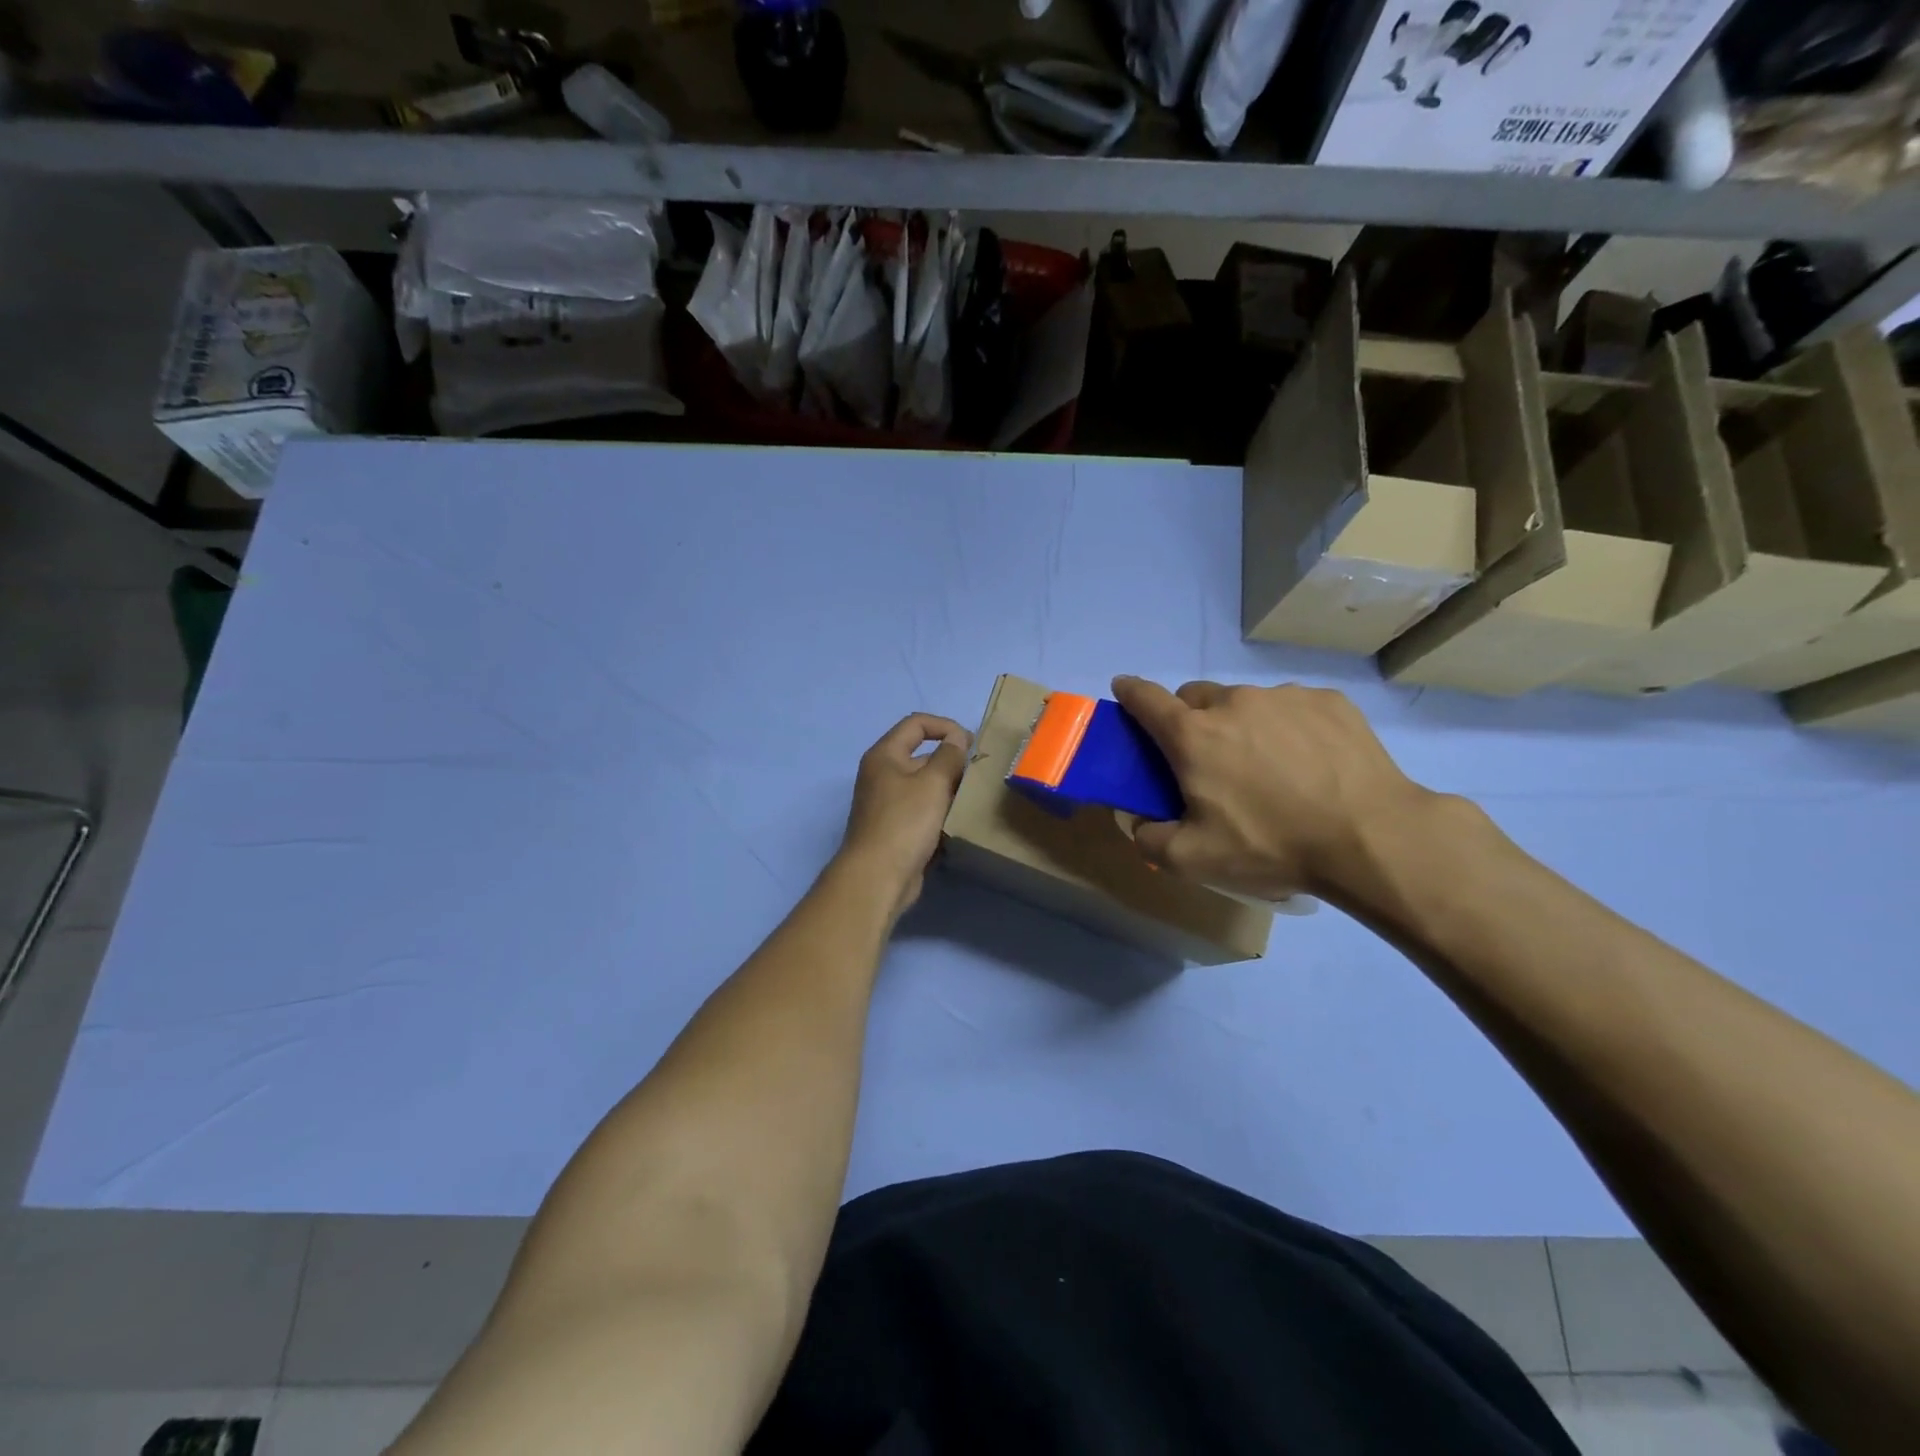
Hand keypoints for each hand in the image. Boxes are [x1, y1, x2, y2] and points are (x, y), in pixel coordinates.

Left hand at [837, 713, 971, 917]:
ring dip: (949, 789)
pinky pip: (923, 811)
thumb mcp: (933, 782)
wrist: (878, 877)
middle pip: (922, 755)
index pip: (917, 724)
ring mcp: (888, 803)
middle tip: (979, 775)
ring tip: (975, 798)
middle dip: (951, 762)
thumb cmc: (904, 822)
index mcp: (885, 755)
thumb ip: (949, 756)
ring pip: (925, 786)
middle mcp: (882, 774)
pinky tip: (960, 821)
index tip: (971, 744)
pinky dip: (941, 812)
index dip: (946, 726)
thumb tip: (957, 739)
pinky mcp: (896, 828)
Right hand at [1110, 676, 1432, 901]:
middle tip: (1209, 760)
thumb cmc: (1271, 845)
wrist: (1370, 837)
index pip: (1145, 698)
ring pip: (1246, 702)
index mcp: (1193, 735)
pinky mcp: (1328, 701)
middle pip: (1196, 697)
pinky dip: (1288, 727)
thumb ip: (1149, 839)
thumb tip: (1140, 821)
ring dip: (1242, 724)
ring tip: (1270, 767)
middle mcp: (1234, 703)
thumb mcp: (1193, 860)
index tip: (1124, 691)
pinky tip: (1311, 763)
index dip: (1129, 692)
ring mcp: (1284, 697)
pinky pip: (1292, 707)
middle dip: (1191, 720)